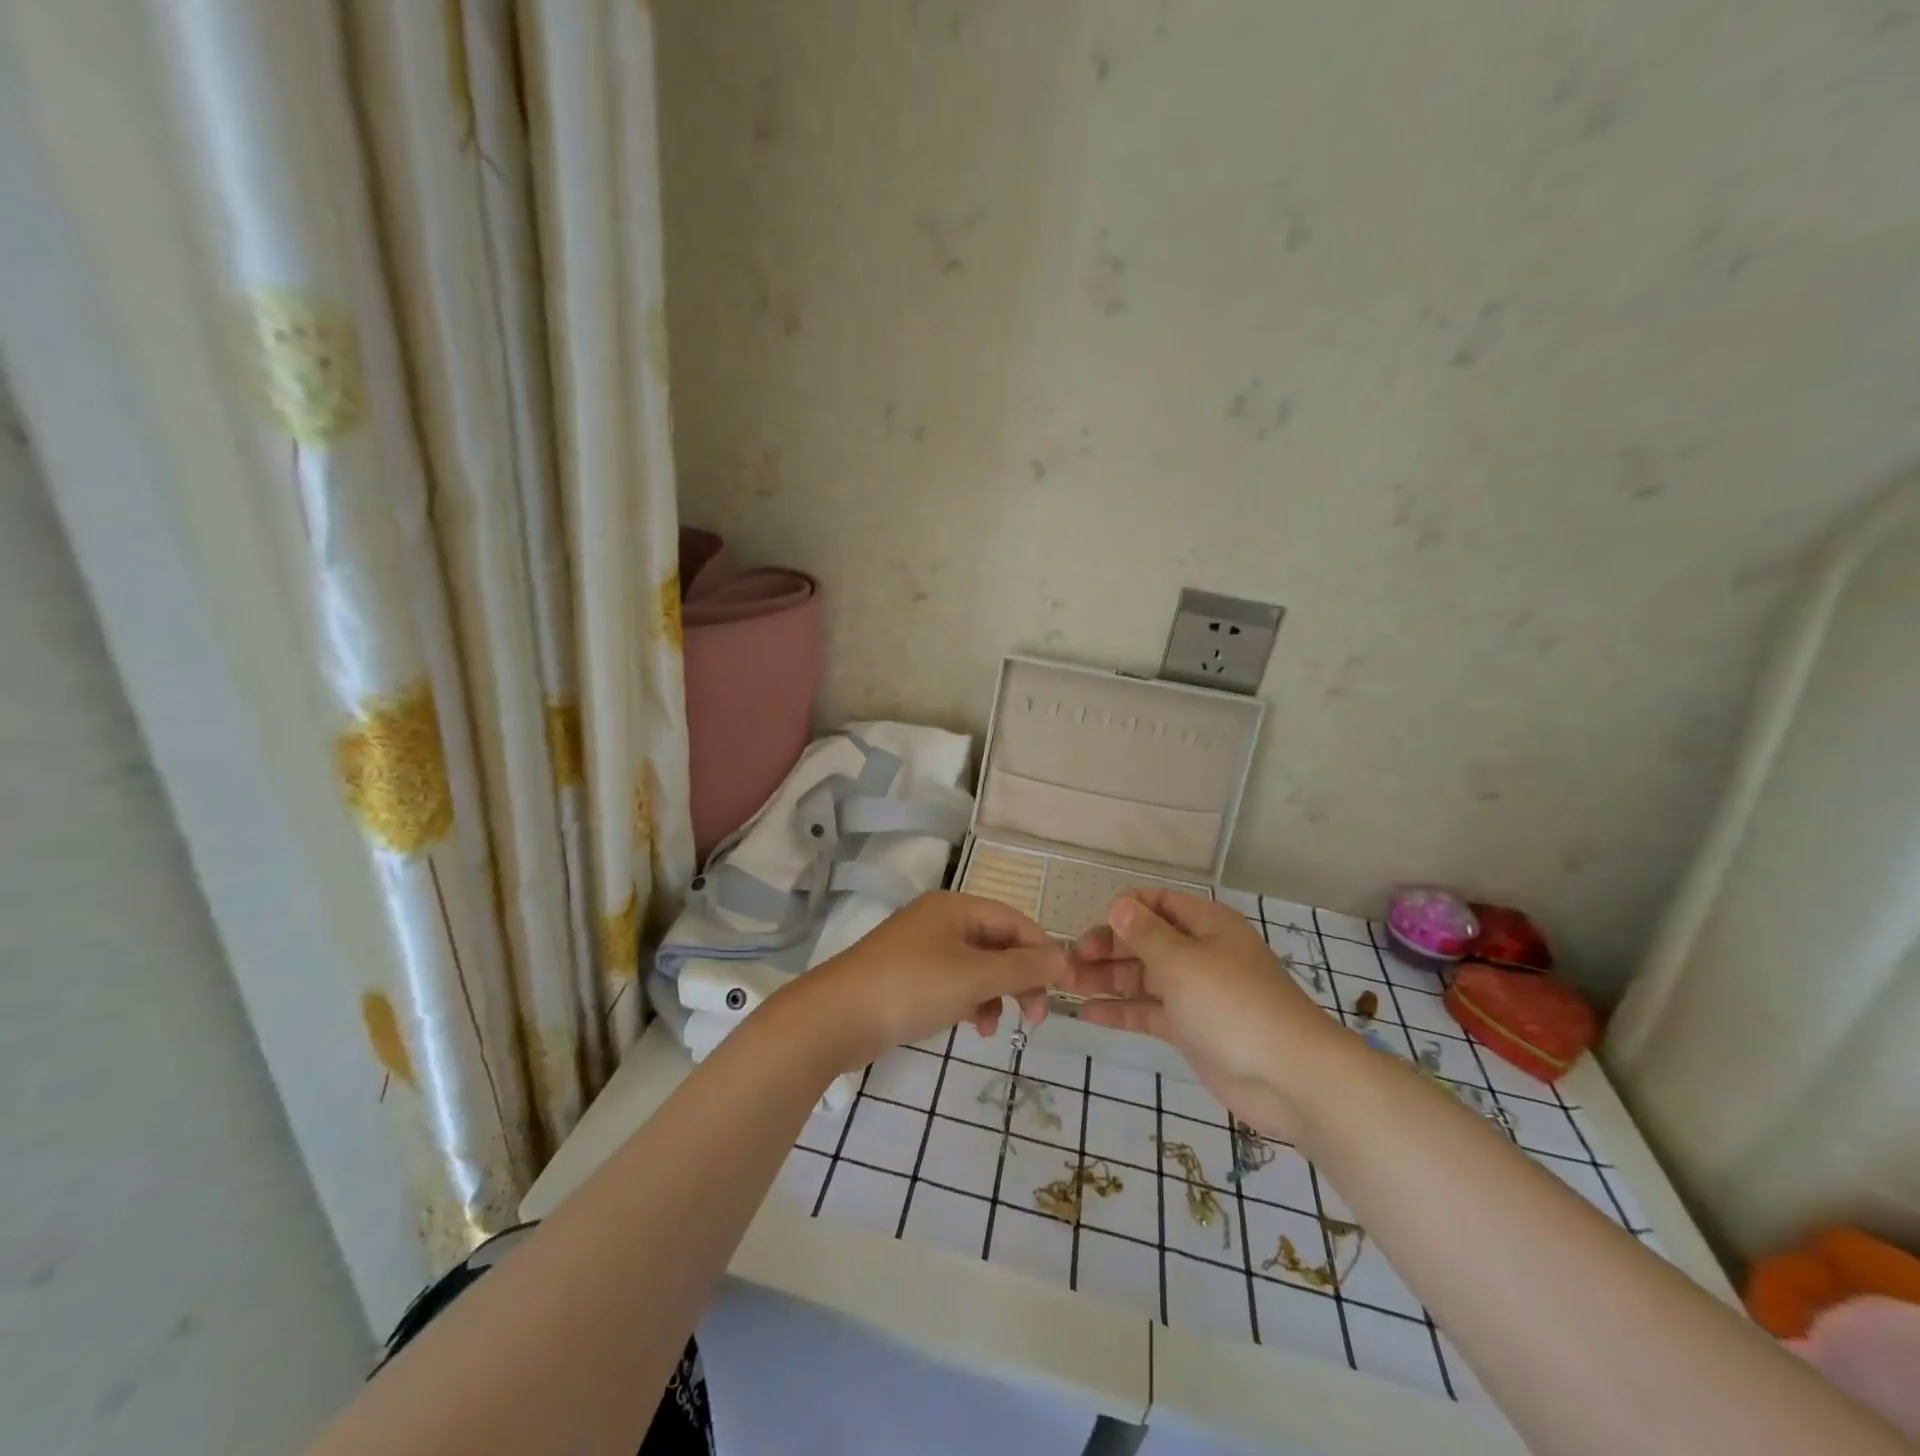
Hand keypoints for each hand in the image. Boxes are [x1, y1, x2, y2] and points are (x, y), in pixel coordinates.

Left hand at [799, 891, 1064, 1068]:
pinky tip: (969, 1025)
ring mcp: (920, 949)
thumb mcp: (975, 977)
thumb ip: (1023, 968)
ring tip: (991, 1027)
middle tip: (1034, 1017)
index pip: (1015, 921)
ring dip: (994, 994)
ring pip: (976, 966)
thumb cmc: (912, 987)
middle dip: (1019, 978)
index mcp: (956, 907)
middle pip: (996, 943)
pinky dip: (968, 1001)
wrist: (835, 1018)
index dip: (1042, 953)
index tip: (1062, 992)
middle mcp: (939, 920)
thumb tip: (1064, 958)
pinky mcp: (906, 977)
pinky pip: (952, 983)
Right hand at [1063, 889, 1346, 1139]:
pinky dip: (1121, 1009)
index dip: (1123, 910)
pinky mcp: (1191, 1029)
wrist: (1290, 1078)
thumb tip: (1119, 906)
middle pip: (1145, 940)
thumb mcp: (1182, 961)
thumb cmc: (1232, 1004)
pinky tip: (1087, 1013)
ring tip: (1066, 986)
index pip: (1157, 902)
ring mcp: (1195, 992)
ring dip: (1107, 978)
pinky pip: (1149, 1010)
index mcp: (1205, 924)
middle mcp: (1199, 952)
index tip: (1091, 927)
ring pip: (1143, 976)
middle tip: (1069, 964)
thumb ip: (1145, 934)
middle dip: (1107, 948)